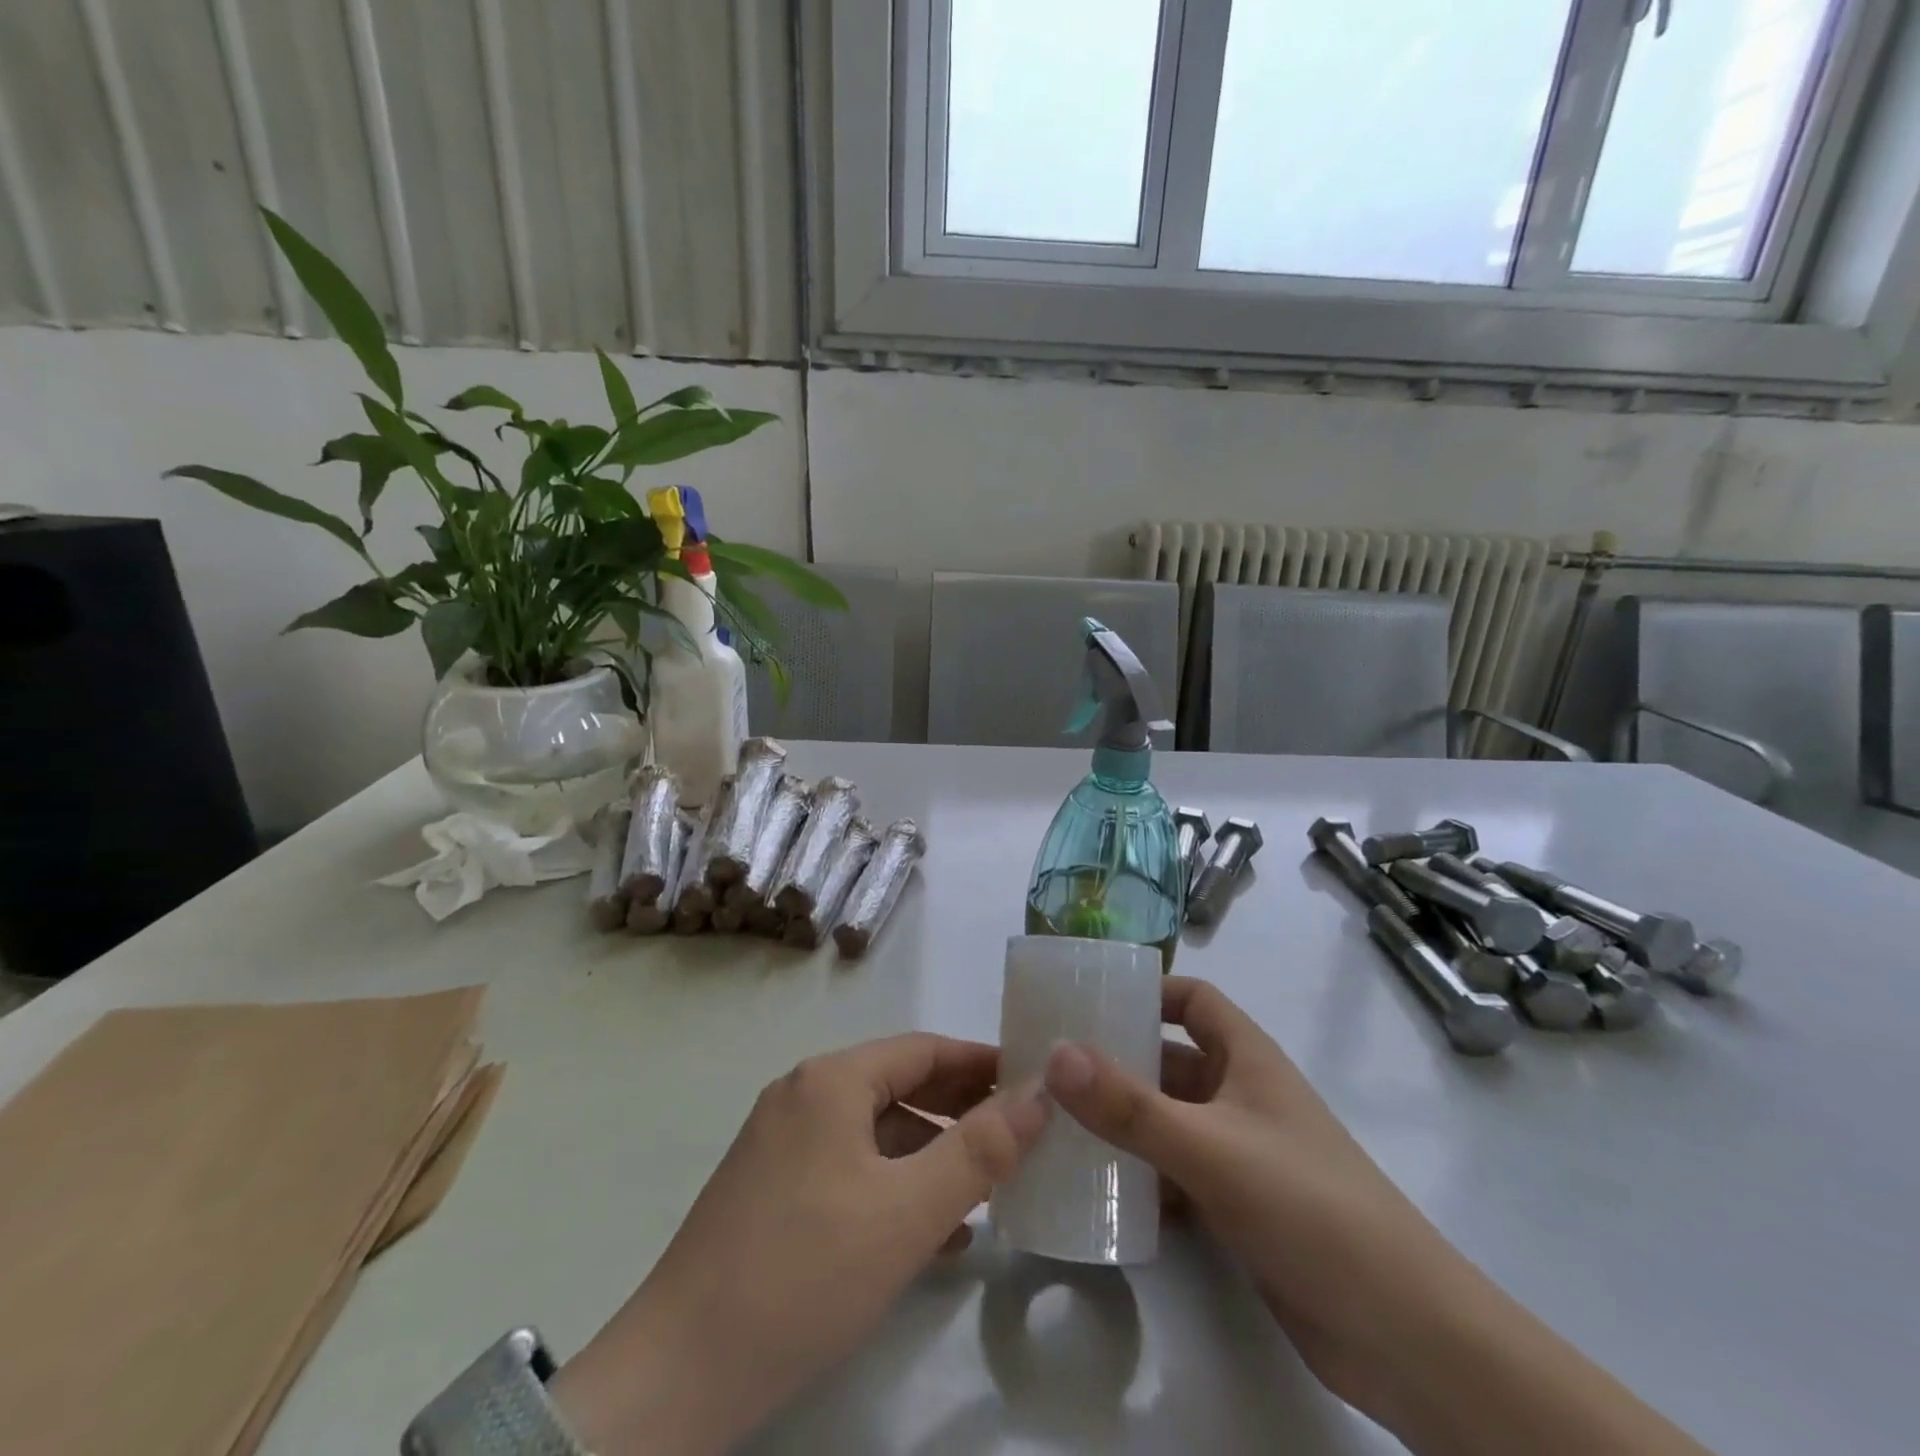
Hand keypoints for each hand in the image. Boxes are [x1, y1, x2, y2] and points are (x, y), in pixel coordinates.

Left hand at [552, 1033, 1047, 1455]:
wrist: (677, 1374)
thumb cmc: (804, 1273)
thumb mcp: (907, 1212)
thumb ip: (980, 1150)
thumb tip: (1039, 1093)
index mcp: (831, 1081)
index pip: (923, 1049)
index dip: (980, 1062)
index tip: (1031, 1082)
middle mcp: (803, 1096)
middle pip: (898, 1085)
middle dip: (959, 1108)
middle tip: (1018, 1134)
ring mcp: (781, 1143)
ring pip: (875, 1132)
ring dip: (931, 1154)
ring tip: (986, 1189)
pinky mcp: (770, 1190)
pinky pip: (848, 1168)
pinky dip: (894, 1186)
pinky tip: (932, 1233)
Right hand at [1042, 977, 1472, 1418]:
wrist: (1404, 1335)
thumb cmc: (1308, 1207)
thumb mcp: (1209, 1149)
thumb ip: (1129, 1106)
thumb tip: (1056, 1054)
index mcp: (1247, 1058)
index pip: (1192, 998)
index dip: (1146, 991)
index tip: (1088, 1001)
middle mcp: (1242, 1096)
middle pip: (1170, 1060)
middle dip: (1117, 1060)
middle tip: (1049, 1066)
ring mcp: (1242, 1153)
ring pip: (1169, 1120)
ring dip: (1123, 1121)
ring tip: (1057, 1124)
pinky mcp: (1239, 1208)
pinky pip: (1176, 1174)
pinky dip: (1141, 1176)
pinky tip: (1097, 1190)